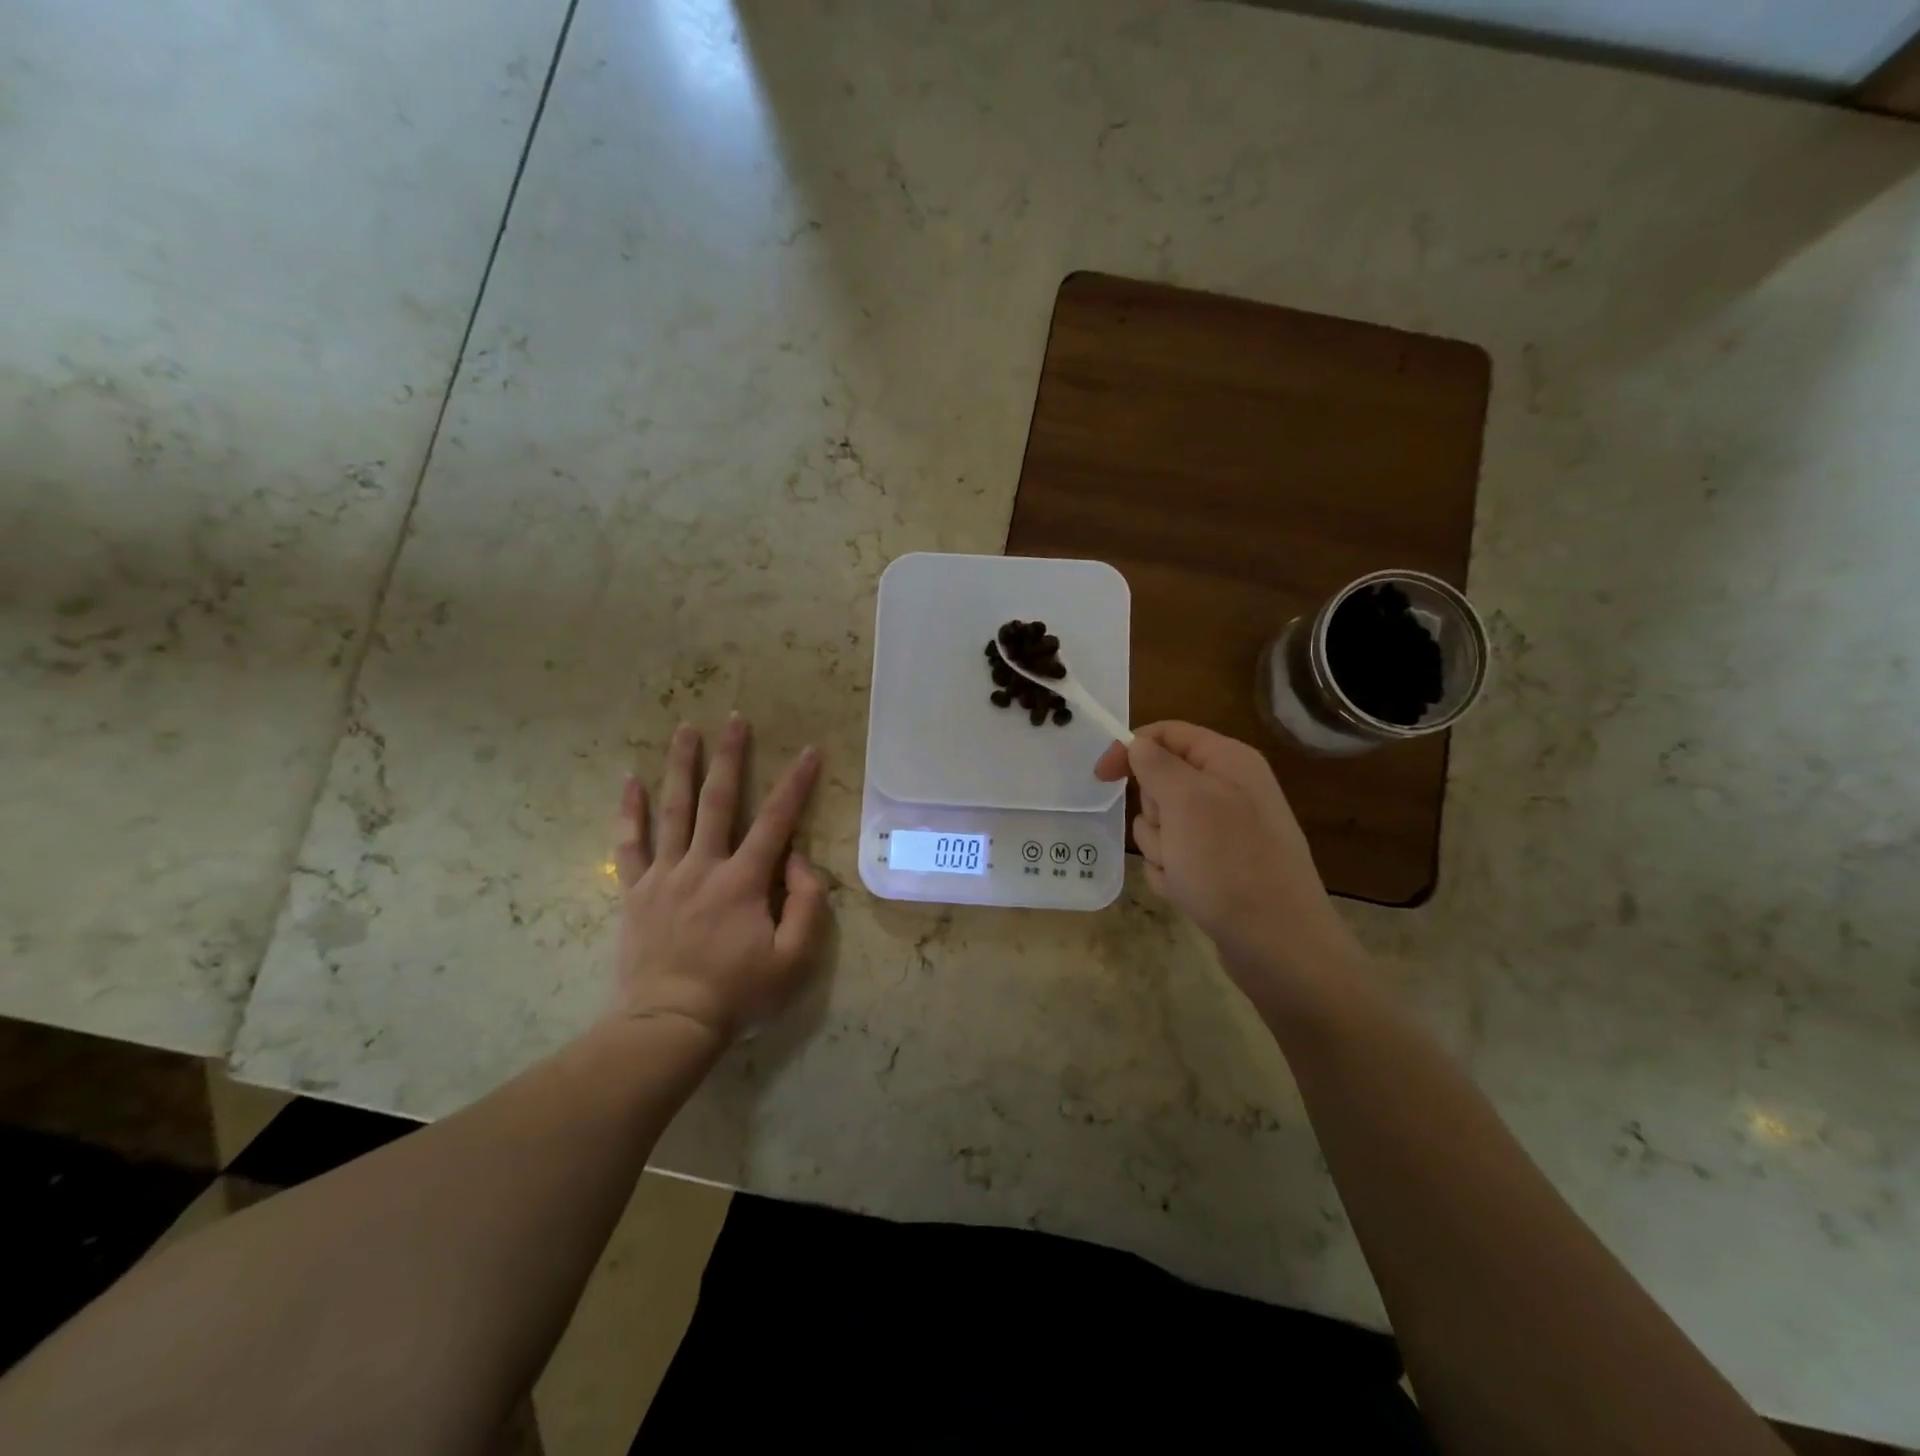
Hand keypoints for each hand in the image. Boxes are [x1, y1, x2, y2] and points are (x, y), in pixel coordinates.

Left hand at [611, 716, 827, 1041]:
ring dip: (680, 767)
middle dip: (729, 756)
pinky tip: (630, 780)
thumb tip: (799, 862)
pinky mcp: (636, 892)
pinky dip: (629, 811)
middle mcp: (703, 866)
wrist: (668, 1025)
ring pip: (673, 810)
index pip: (776, 821)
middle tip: (734, 719)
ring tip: (684, 729)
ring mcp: (664, 876)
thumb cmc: (737, 994)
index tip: (809, 751)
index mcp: (744, 881)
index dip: (796, 784)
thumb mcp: (794, 959)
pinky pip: (629, 844)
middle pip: (718, 800)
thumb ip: (806, 905)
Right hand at [1094, 722, 1363, 999]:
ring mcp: (1224, 832)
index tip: (1099, 777)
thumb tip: (1139, 744)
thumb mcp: (1187, 801)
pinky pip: (1173, 859)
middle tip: (1173, 836)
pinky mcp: (1217, 867)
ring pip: (1161, 826)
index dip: (1130, 748)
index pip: (1167, 734)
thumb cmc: (1230, 863)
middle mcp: (1229, 790)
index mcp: (1228, 761)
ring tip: (1186, 871)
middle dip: (1153, 813)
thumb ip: (1157, 764)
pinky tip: (1191, 893)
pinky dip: (1172, 875)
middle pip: (1160, 783)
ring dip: (1161, 849)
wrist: (1278, 944)